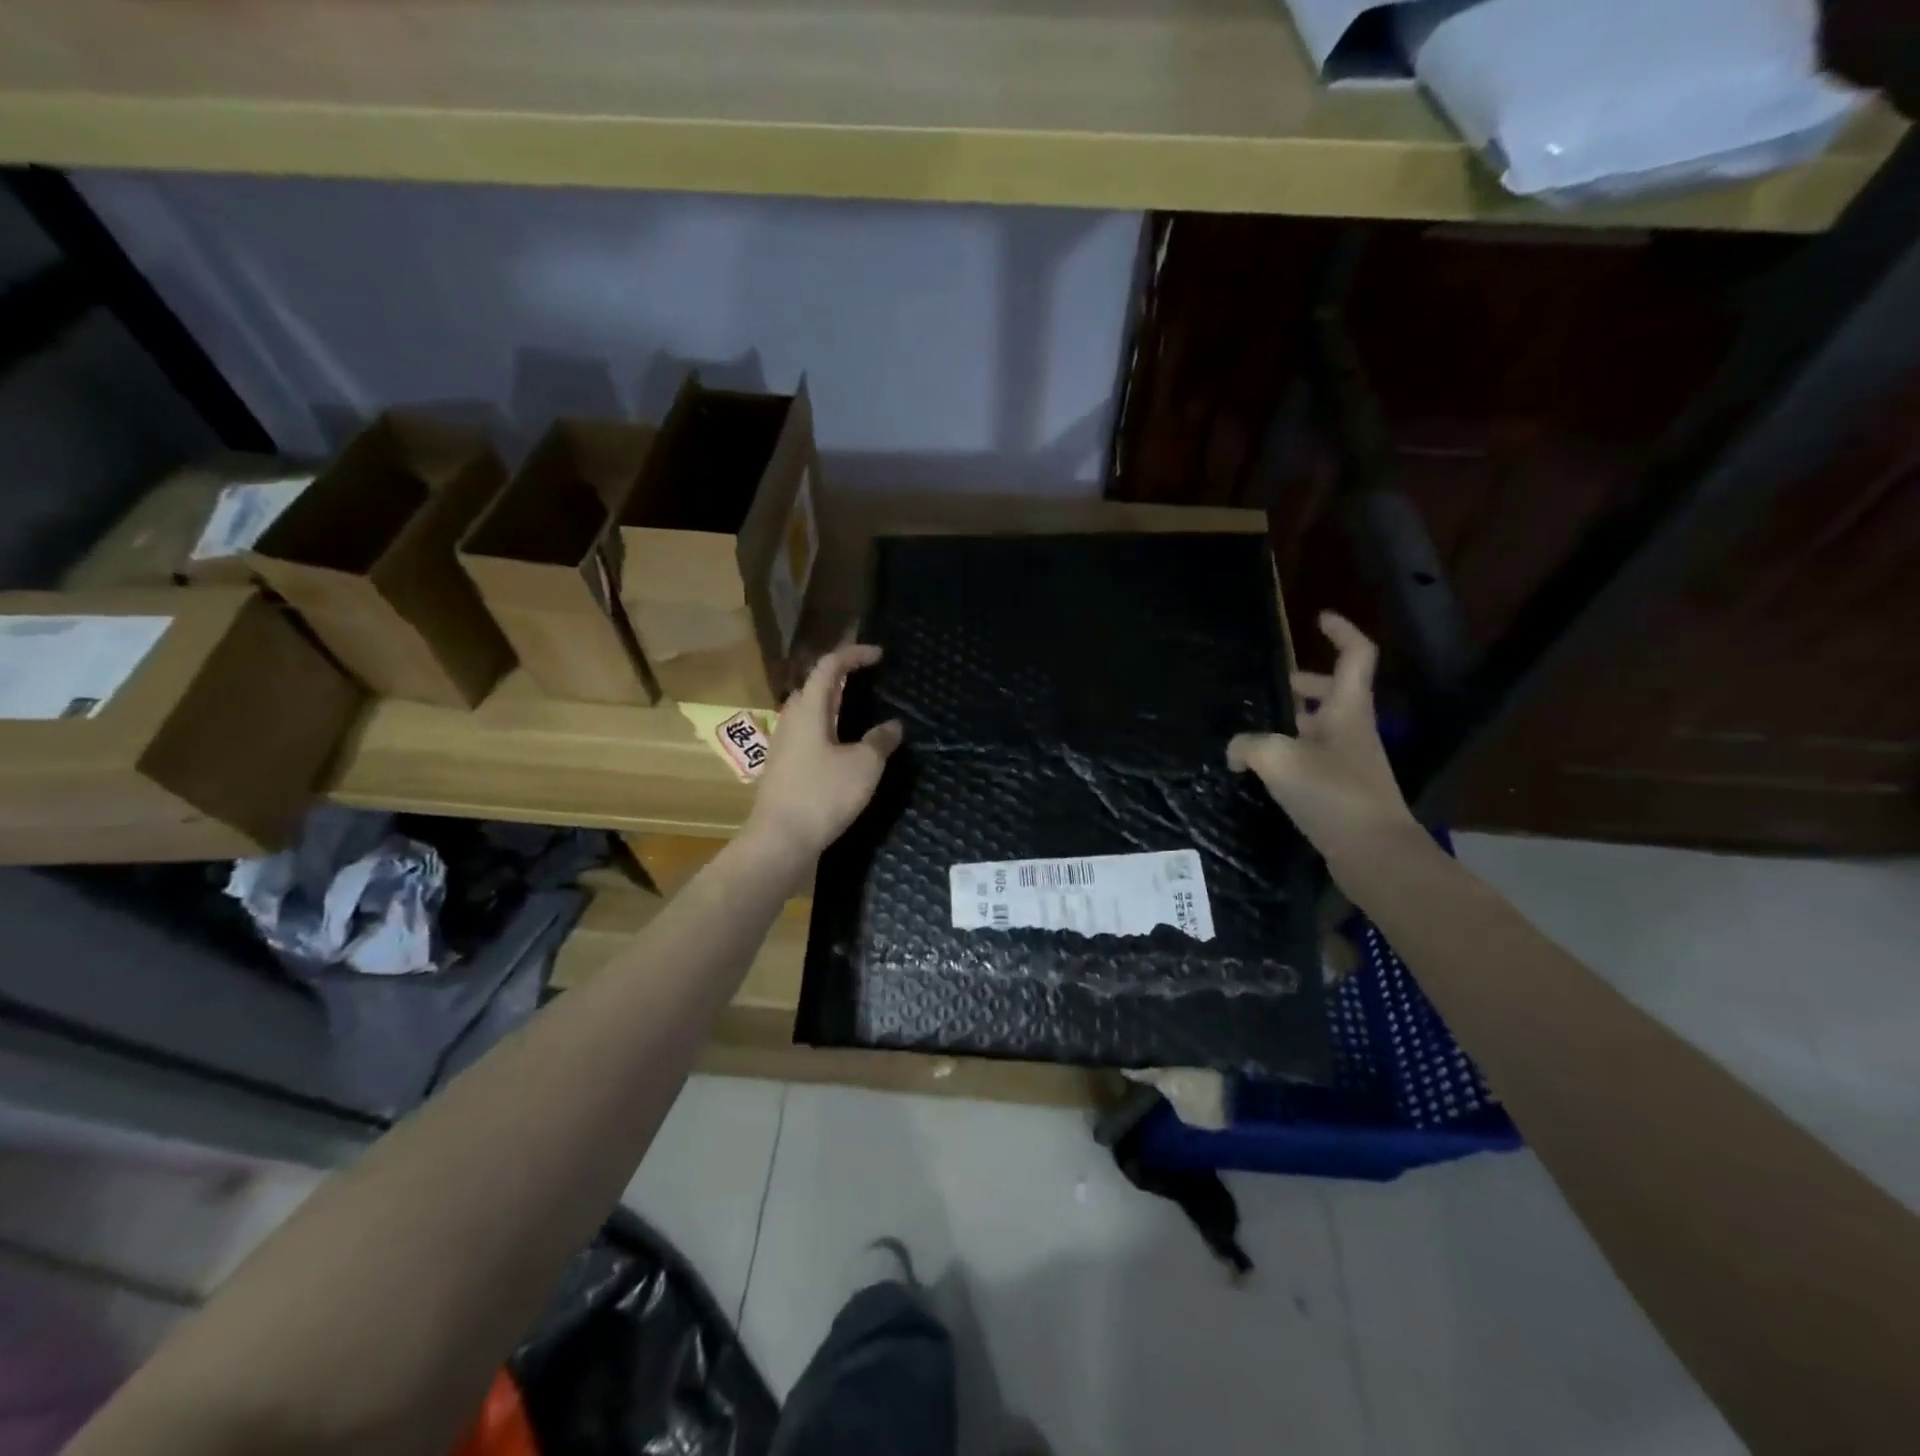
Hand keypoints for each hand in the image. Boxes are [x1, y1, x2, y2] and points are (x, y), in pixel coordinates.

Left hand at [744, 643, 903, 863]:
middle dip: (842, 676)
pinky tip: (844, 745)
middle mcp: (792, 720)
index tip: (879, 655)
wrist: (780, 840)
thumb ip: (880, 741)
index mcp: (809, 709)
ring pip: (810, 711)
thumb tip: (893, 725)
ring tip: (860, 709)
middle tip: (869, 678)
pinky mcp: (784, 767)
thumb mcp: (864, 766)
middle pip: (815, 685)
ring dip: (834, 702)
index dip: (854, 655)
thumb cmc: (823, 795)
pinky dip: (829, 726)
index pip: (829, 666)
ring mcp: (784, 744)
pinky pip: (809, 733)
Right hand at [1227, 612, 1419, 871]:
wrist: (1373, 853)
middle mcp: (1353, 730)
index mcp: (1347, 709)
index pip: (1355, 655)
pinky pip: (1314, 758)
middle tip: (1274, 687)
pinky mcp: (1342, 790)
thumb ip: (1248, 746)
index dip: (1341, 631)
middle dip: (1305, 683)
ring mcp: (1350, 761)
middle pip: (1335, 691)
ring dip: (1293, 721)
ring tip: (1254, 731)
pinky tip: (1264, 771)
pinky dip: (1291, 755)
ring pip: (1321, 727)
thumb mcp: (1278, 759)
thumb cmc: (1332, 793)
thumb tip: (1235, 751)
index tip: (1318, 618)